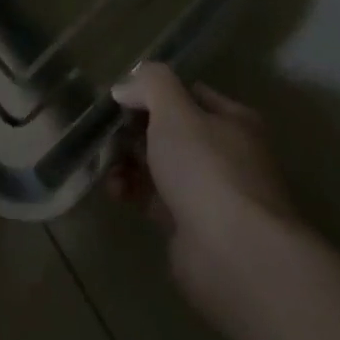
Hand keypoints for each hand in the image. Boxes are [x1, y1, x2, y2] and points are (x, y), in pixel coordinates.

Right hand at [110, 63, 301, 327]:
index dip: (152, 93)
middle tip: (105, 134)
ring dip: (127, 162)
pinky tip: (117, 193)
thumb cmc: (207, 169)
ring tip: (106, 168)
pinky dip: (133, 192)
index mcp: (232, 121)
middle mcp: (226, 154)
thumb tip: (125, 87)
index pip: (187, 93)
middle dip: (133, 131)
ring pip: (159, 165)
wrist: (234, 255)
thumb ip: (150, 84)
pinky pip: (155, 198)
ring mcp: (210, 192)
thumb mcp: (175, 110)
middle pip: (169, 131)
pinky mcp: (191, 225)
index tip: (117, 99)